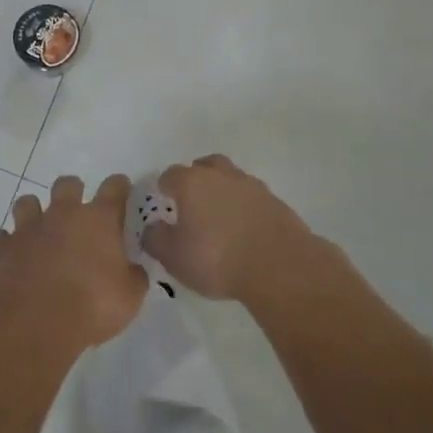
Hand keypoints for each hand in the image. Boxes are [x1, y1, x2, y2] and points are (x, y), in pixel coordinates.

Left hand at [0, 175, 147, 350]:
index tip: (121, 188)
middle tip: (77, 211)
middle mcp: (62, 214)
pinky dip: (5, 244)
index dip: (119, 186)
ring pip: (27, 203)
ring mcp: (28, 228)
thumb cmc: (91, 306)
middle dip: (72, 192)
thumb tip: (133, 270)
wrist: (34, 322)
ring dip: (33, 213)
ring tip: (38, 231)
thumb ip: (133, 277)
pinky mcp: (1, 248)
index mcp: (98, 220)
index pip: (114, 189)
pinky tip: (11, 257)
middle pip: (67, 185)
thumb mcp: (129, 298)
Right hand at [147, 155, 310, 302]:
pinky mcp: (275, 201)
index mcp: (191, 182)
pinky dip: (244, 208)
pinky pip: (251, 198)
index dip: (164, 190)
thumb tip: (152, 228)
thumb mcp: (174, 257)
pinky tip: (244, 230)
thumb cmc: (217, 259)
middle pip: (203, 167)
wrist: (280, 266)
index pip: (169, 175)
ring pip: (230, 179)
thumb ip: (155, 239)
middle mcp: (221, 175)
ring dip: (222, 192)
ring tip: (220, 219)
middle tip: (192, 207)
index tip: (165, 209)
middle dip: (195, 181)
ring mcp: (251, 185)